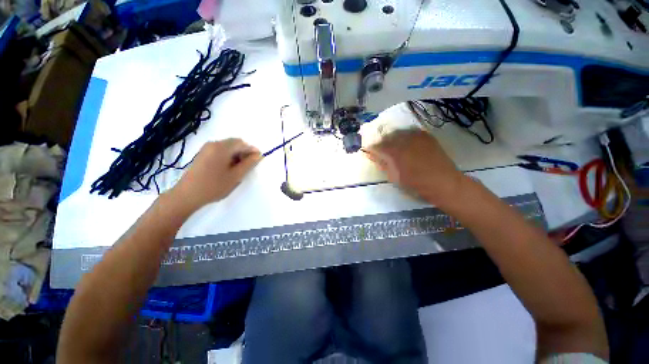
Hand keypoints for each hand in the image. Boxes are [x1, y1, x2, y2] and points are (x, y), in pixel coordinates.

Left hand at [169, 139, 261, 210]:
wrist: (187, 195)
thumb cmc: (214, 185)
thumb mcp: (236, 176)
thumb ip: (249, 164)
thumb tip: (258, 155)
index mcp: (222, 147)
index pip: (242, 143)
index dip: (252, 150)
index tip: (258, 160)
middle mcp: (213, 144)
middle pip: (234, 143)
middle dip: (244, 153)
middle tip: (248, 166)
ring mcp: (206, 149)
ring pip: (228, 147)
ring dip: (236, 155)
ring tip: (238, 169)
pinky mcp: (203, 154)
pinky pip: (220, 151)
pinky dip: (228, 157)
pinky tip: (228, 168)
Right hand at [367, 128, 467, 208]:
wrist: (443, 183)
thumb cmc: (416, 184)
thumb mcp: (394, 176)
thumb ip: (383, 164)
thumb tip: (372, 155)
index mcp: (395, 152)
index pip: (378, 146)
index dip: (372, 148)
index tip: (368, 151)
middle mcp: (405, 140)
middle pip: (387, 137)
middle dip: (381, 142)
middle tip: (379, 149)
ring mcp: (417, 137)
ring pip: (398, 133)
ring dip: (392, 138)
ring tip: (392, 146)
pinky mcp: (426, 136)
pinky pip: (411, 131)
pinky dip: (404, 136)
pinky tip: (405, 142)